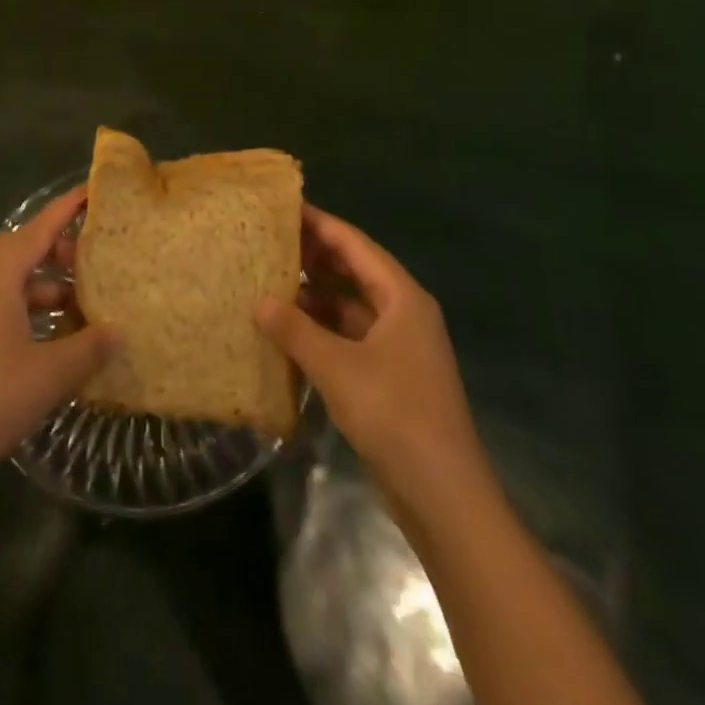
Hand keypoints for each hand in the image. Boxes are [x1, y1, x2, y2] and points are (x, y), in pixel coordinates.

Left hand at [0, 187, 118, 508]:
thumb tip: (120, 331)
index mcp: (0, 279)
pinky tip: (62, 338)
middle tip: (96, 260)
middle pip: (26, 251)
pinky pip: (10, 308)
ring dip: (51, 285)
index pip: (39, 229)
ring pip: (19, 282)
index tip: (93, 192)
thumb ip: (89, 348)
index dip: (67, 209)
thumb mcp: (50, 374)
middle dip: (61, 250)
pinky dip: (37, 311)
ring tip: (88, 303)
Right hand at [256, 205, 480, 491]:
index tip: (282, 208)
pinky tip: (290, 331)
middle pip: (355, 269)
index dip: (319, 224)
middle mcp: (404, 312)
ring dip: (316, 294)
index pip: (354, 244)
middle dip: (315, 256)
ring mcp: (399, 346)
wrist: (445, 497)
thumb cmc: (395, 416)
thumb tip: (258, 301)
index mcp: (402, 297)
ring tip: (270, 281)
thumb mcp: (338, 368)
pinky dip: (322, 328)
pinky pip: (351, 335)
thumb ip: (296, 330)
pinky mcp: (391, 375)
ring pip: (351, 304)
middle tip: (269, 242)